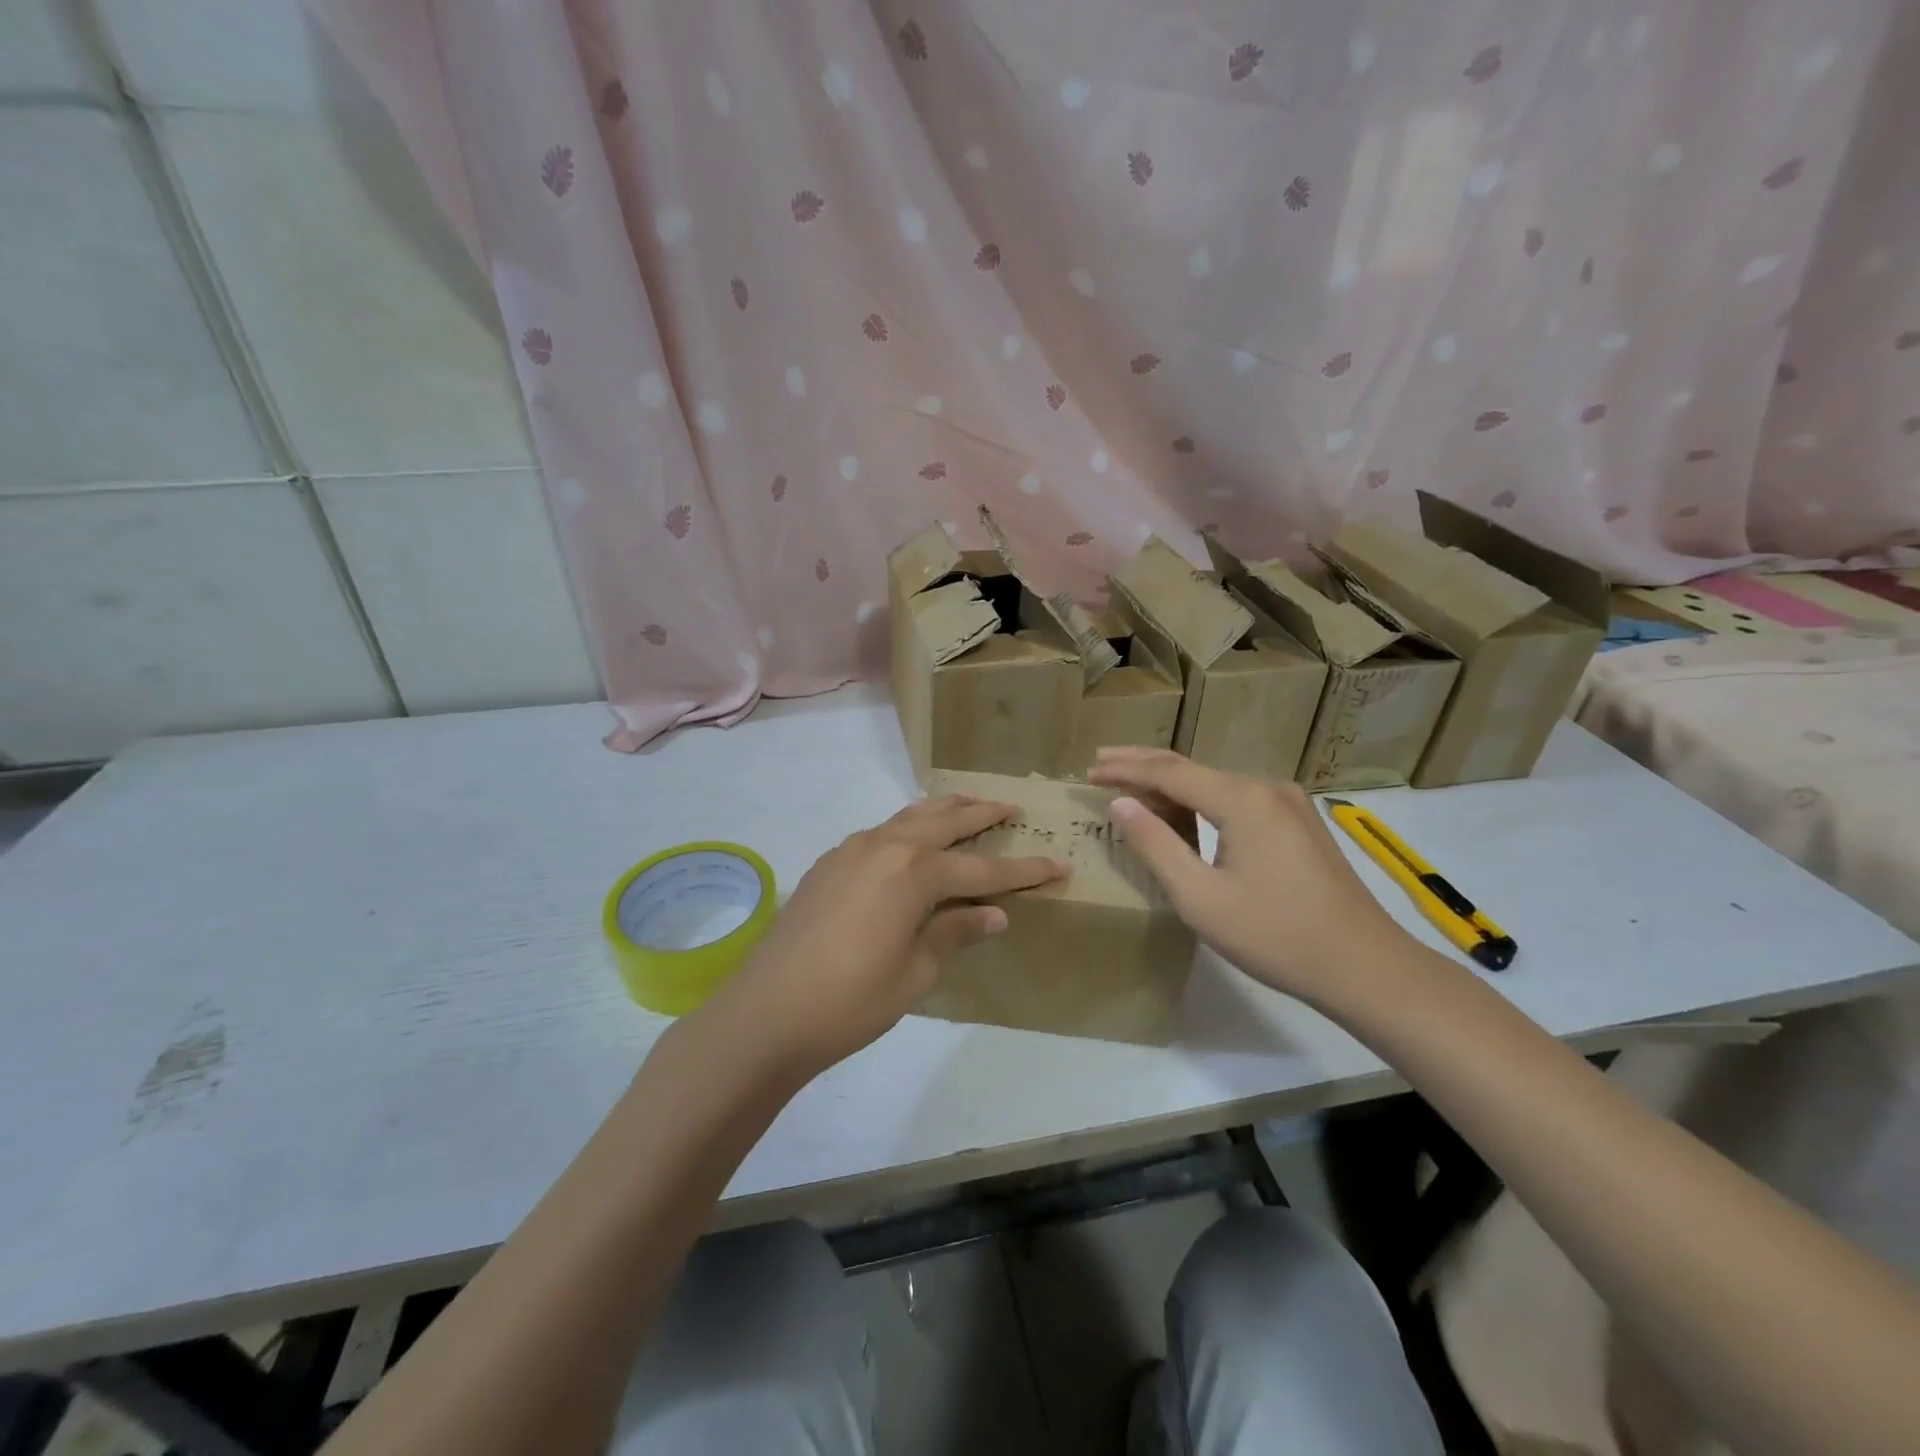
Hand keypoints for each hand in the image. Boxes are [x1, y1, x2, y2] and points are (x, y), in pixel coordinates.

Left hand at [698, 795, 1065, 1079]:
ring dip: (943, 811)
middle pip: (945, 821)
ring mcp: (852, 850)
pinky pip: (880, 831)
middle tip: (1012, 807)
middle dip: (982, 814)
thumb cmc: (850, 1001)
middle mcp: (885, 846)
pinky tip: (911, 840)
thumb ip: (955, 932)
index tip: (1058, 864)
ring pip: (908, 817)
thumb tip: (994, 913)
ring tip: (968, 806)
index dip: (1023, 869)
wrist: (766, 1013)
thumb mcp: (915, 973)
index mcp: (914, 873)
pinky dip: (907, 826)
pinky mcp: (829, 863)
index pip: (982, 868)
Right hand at [1087, 747, 1411, 1007]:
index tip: (1089, 771)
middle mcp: (1266, 787)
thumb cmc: (1275, 936)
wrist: (1366, 967)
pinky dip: (1202, 799)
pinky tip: (1185, 811)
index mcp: (1242, 800)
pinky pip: (1238, 798)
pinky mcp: (1300, 823)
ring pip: (1216, 782)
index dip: (1125, 770)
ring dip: (1172, 783)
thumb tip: (1121, 803)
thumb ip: (1156, 845)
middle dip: (1143, 763)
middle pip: (1192, 767)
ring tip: (1131, 785)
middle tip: (1101, 760)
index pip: (1169, 772)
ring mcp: (1289, 803)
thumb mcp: (1200, 897)